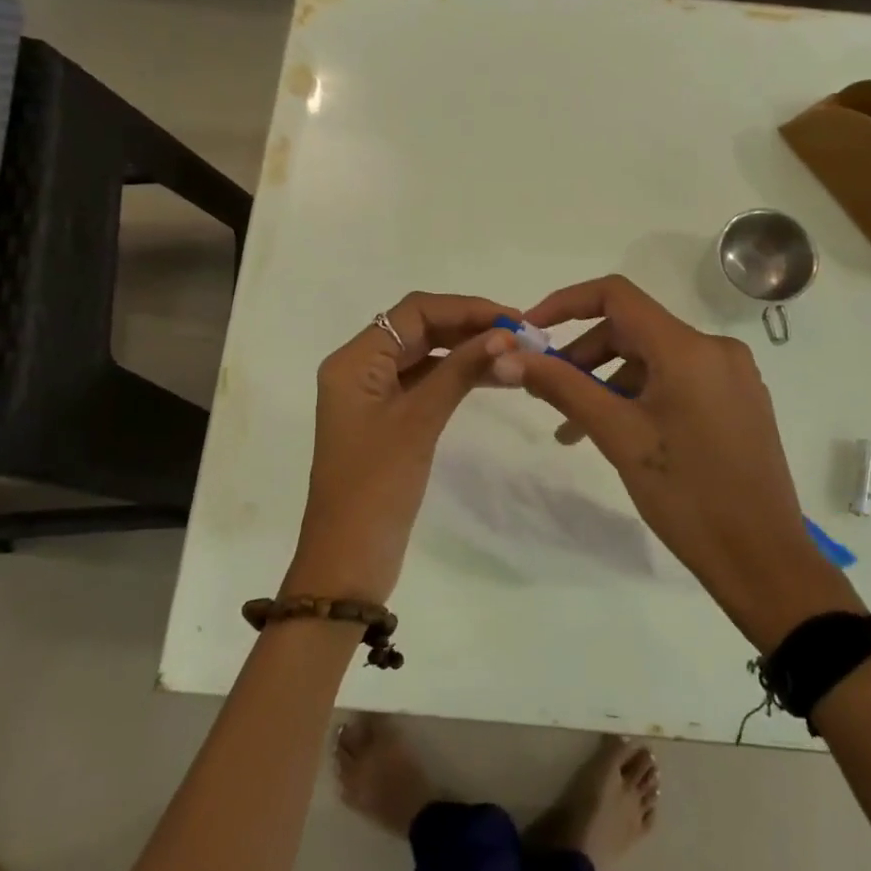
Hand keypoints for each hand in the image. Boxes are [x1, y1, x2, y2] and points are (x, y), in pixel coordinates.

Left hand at [284, 293, 516, 602]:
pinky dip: (457, 376)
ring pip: (425, 355)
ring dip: (467, 350)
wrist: (348, 561)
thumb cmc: (377, 486)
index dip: (465, 309)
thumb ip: (460, 370)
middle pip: (419, 329)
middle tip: (522, 336)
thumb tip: (505, 334)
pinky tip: (493, 378)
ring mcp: (373, 395)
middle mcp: (359, 368)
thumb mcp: (420, 421)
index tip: (512, 320)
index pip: (414, 312)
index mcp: (354, 360)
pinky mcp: (387, 419)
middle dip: (469, 327)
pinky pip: (425, 382)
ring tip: (516, 355)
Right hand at [492, 275, 861, 650]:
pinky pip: (678, 381)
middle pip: (633, 330)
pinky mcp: (739, 401)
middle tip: (548, 394)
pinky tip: (619, 434)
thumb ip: (563, 387)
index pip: (616, 295)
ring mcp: (732, 375)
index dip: (566, 303)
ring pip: (654, 360)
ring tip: (574, 429)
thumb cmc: (686, 494)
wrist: (763, 560)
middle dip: (584, 356)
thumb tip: (509, 357)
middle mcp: (715, 349)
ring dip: (609, 383)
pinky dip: (641, 396)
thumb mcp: (618, 436)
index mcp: (688, 348)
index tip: (531, 331)